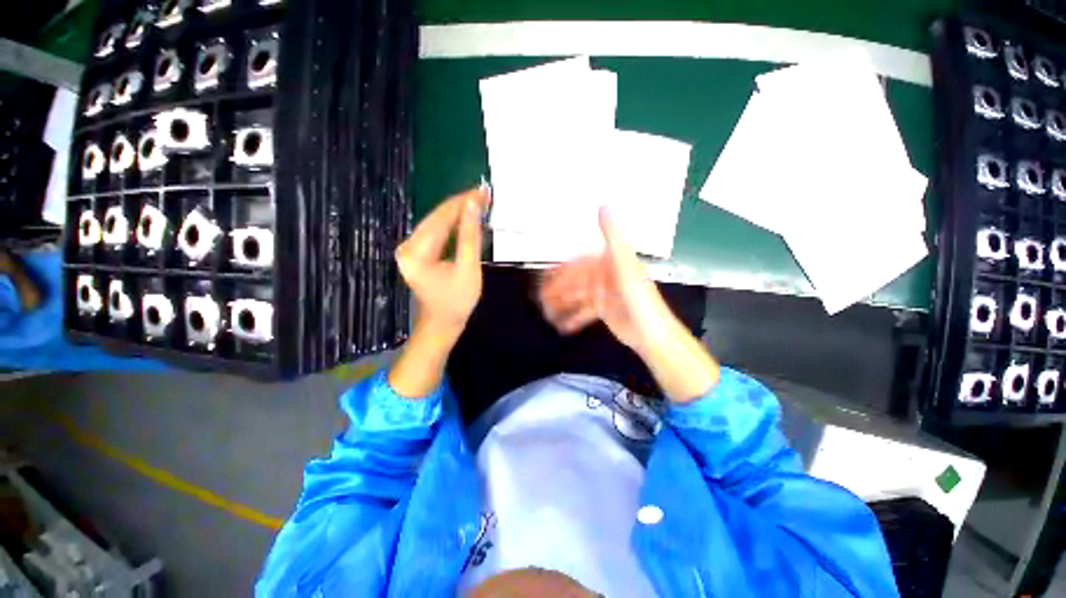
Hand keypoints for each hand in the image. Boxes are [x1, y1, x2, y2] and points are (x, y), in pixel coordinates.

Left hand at [389, 188, 488, 398]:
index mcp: (417, 252)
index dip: (463, 203)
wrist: (442, 323)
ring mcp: (410, 248)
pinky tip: (467, 219)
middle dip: (461, 205)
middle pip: (436, 217)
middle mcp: (408, 246)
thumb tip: (473, 205)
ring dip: (458, 213)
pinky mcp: (417, 252)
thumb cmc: (457, 301)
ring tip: (480, 203)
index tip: (483, 192)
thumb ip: (470, 236)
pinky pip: (436, 232)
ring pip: (436, 222)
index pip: (441, 218)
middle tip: (484, 195)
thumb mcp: (468, 269)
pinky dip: (453, 225)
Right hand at [538, 208, 679, 353]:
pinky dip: (573, 317)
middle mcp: (606, 275)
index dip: (562, 268)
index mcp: (610, 262)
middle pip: (576, 280)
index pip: (580, 262)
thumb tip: (603, 206)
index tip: (545, 274)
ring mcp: (604, 294)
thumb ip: (612, 236)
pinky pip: (584, 311)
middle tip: (540, 298)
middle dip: (558, 289)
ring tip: (547, 312)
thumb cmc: (639, 297)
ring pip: (577, 296)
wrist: (652, 332)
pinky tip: (562, 324)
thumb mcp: (625, 264)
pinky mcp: (604, 310)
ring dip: (562, 303)